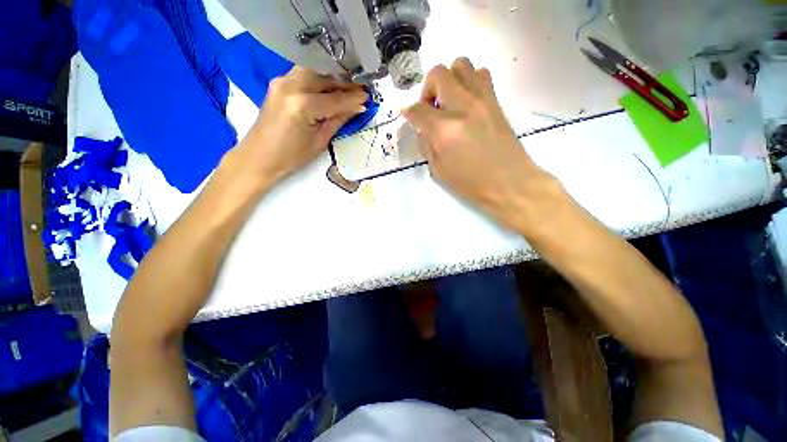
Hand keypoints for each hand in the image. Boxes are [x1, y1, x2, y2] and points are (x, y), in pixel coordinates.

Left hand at [235, 66, 367, 187]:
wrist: (259, 157)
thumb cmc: (291, 157)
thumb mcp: (320, 141)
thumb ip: (338, 120)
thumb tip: (357, 108)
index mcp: (302, 105)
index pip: (335, 99)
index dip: (354, 99)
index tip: (368, 98)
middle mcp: (291, 85)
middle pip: (325, 78)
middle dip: (345, 84)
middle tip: (361, 92)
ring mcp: (282, 81)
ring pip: (315, 72)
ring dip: (333, 79)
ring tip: (348, 90)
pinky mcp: (278, 83)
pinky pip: (304, 75)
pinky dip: (319, 79)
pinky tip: (329, 88)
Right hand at [402, 58, 561, 231]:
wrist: (510, 183)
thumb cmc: (471, 184)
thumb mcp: (439, 171)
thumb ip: (426, 145)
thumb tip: (422, 129)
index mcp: (445, 130)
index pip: (418, 109)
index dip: (409, 112)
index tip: (408, 117)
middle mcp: (463, 107)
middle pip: (438, 74)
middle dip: (428, 89)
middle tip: (430, 109)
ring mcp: (482, 100)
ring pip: (461, 65)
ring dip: (449, 80)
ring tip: (449, 103)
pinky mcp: (496, 102)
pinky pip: (481, 74)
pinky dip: (469, 82)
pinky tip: (467, 104)